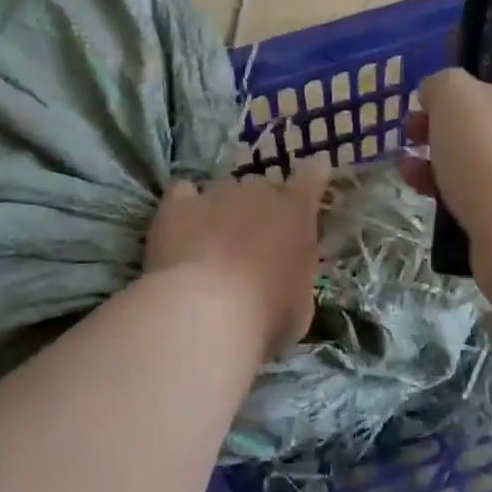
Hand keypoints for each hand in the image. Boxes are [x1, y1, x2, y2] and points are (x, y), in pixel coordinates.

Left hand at [145, 156, 330, 360]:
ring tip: (211, 243)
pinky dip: (185, 207)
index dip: (312, 177)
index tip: (311, 184)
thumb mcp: (300, 302)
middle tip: (253, 243)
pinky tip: (181, 228)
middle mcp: (259, 192)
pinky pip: (183, 193)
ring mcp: (216, 193)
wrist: (206, 314)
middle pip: (263, 188)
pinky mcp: (178, 204)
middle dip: (261, 209)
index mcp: (297, 212)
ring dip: (222, 211)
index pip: (313, 176)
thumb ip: (298, 273)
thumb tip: (289, 271)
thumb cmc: (266, 315)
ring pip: (224, 191)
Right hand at [399, 20, 491, 279]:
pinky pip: (490, 181)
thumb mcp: (455, 99)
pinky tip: (417, 185)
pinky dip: (455, 179)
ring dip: (445, 143)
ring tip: (408, 151)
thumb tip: (442, 94)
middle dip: (453, 101)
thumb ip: (442, 82)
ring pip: (490, 141)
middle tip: (420, 112)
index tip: (459, 48)